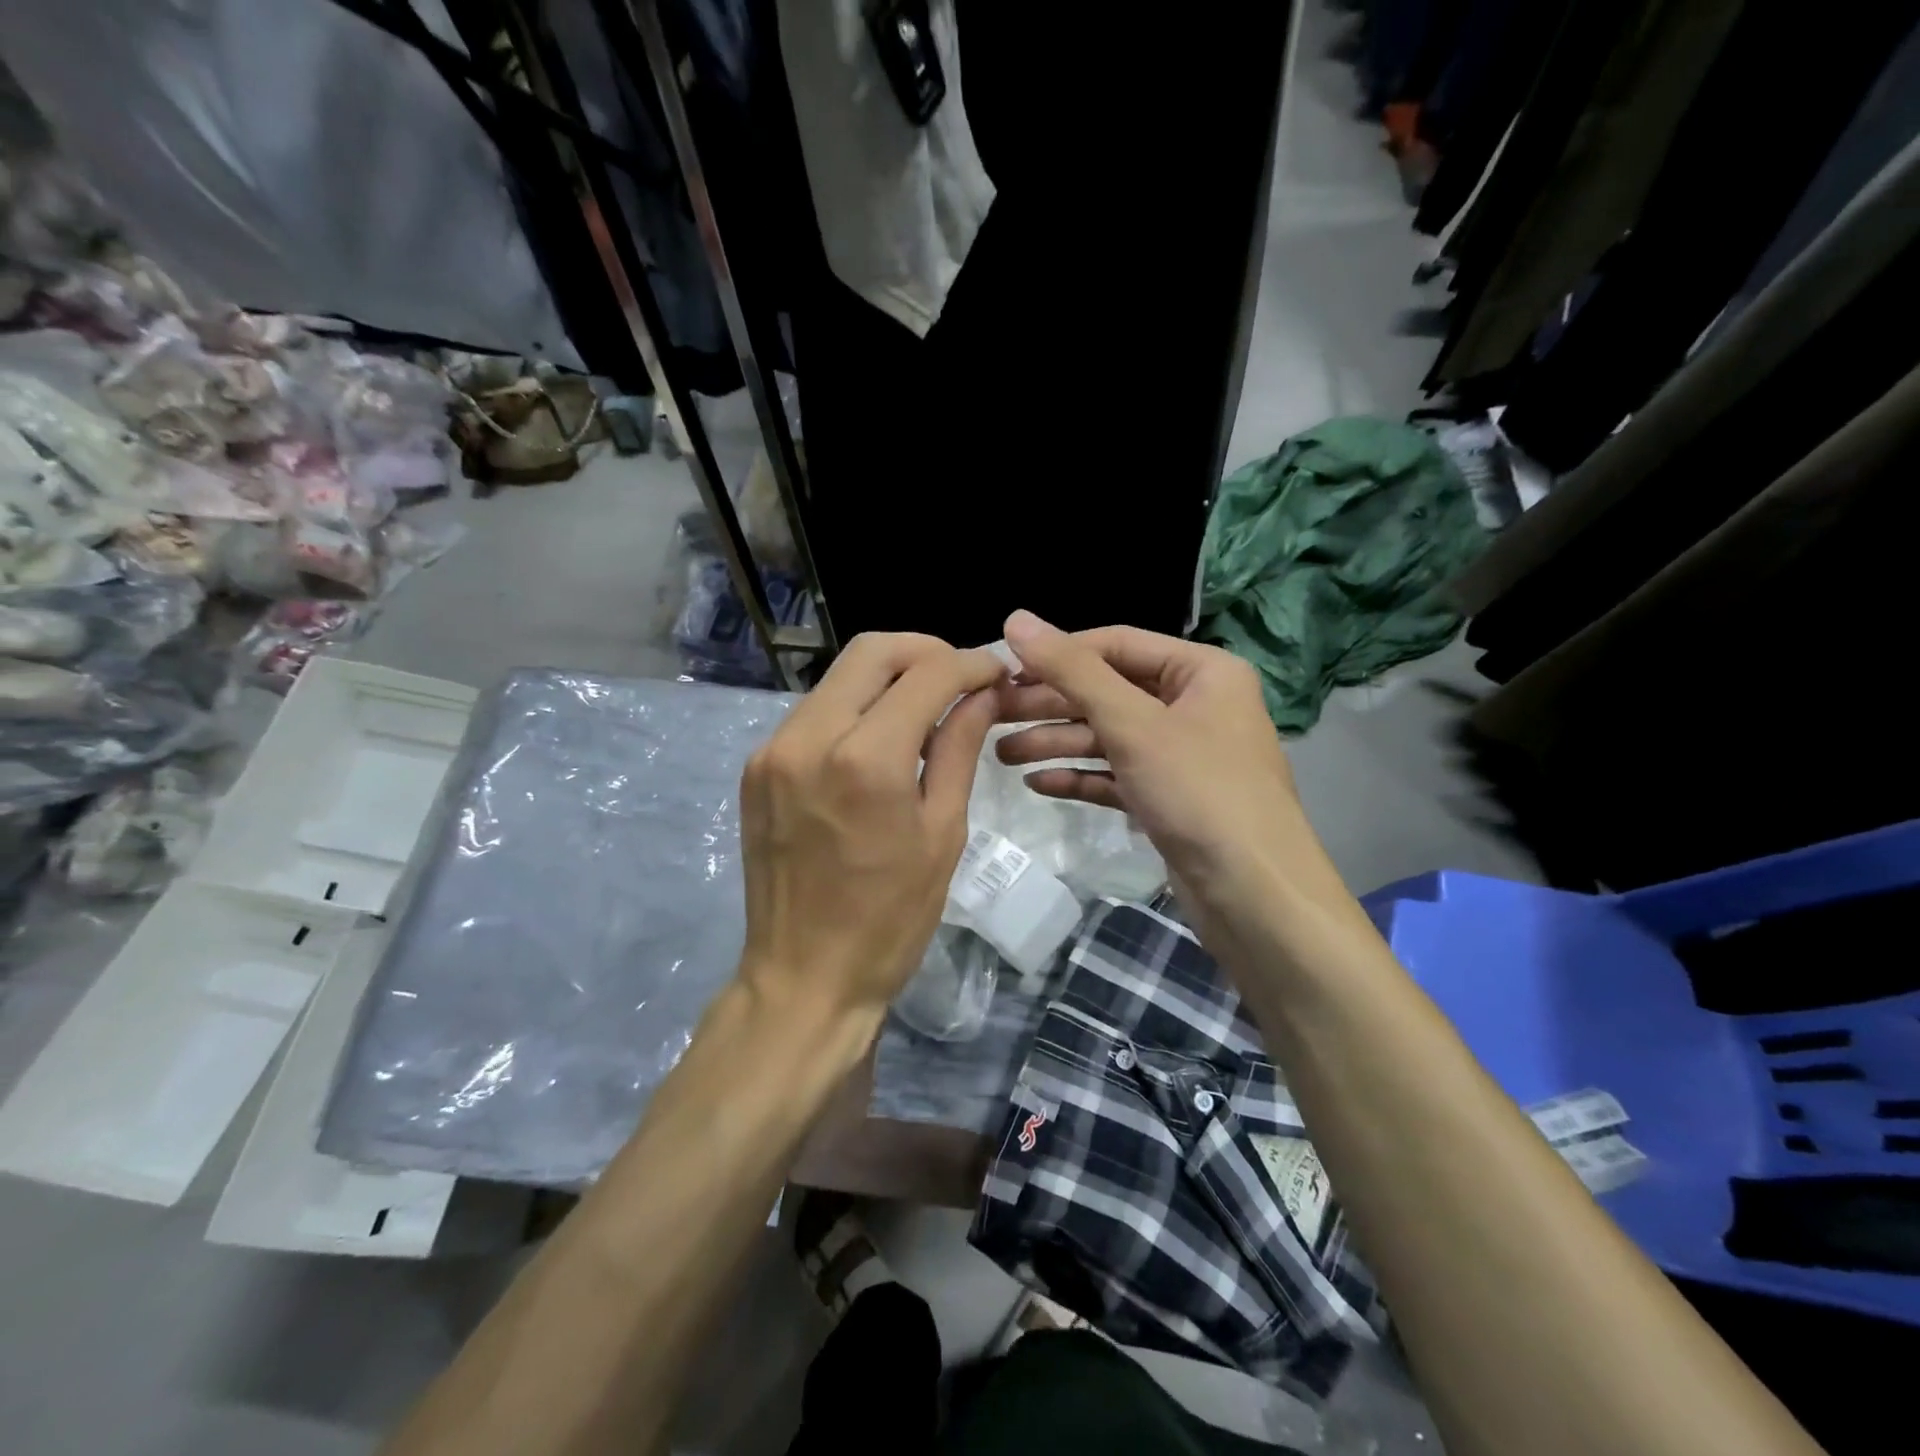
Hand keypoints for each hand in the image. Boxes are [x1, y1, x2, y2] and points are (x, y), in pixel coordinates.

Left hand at [738, 632, 1003, 1021]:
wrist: (803, 977)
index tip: (996, 672)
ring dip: (888, 678)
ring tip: (926, 709)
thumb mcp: (942, 832)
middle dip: (925, 651)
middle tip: (960, 677)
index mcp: (866, 759)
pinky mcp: (756, 768)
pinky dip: (855, 708)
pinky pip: (814, 712)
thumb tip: (982, 694)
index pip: (926, 674)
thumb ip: (960, 749)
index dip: (970, 664)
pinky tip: (881, 739)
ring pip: (839, 677)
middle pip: (872, 651)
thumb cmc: (890, 919)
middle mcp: (809, 737)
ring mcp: (773, 750)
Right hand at [995, 610, 1353, 932]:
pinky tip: (1038, 784)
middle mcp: (1194, 705)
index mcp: (1201, 672)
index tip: (1003, 668)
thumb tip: (1015, 619)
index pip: (1116, 644)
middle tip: (992, 716)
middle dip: (1050, 704)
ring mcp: (1182, 755)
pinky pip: (1117, 775)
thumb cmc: (1199, 792)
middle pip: (1108, 691)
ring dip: (1057, 743)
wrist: (1254, 896)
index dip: (1058, 654)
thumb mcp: (1132, 723)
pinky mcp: (1170, 798)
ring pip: (1108, 736)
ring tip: (1002, 755)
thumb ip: (1072, 671)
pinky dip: (1081, 777)